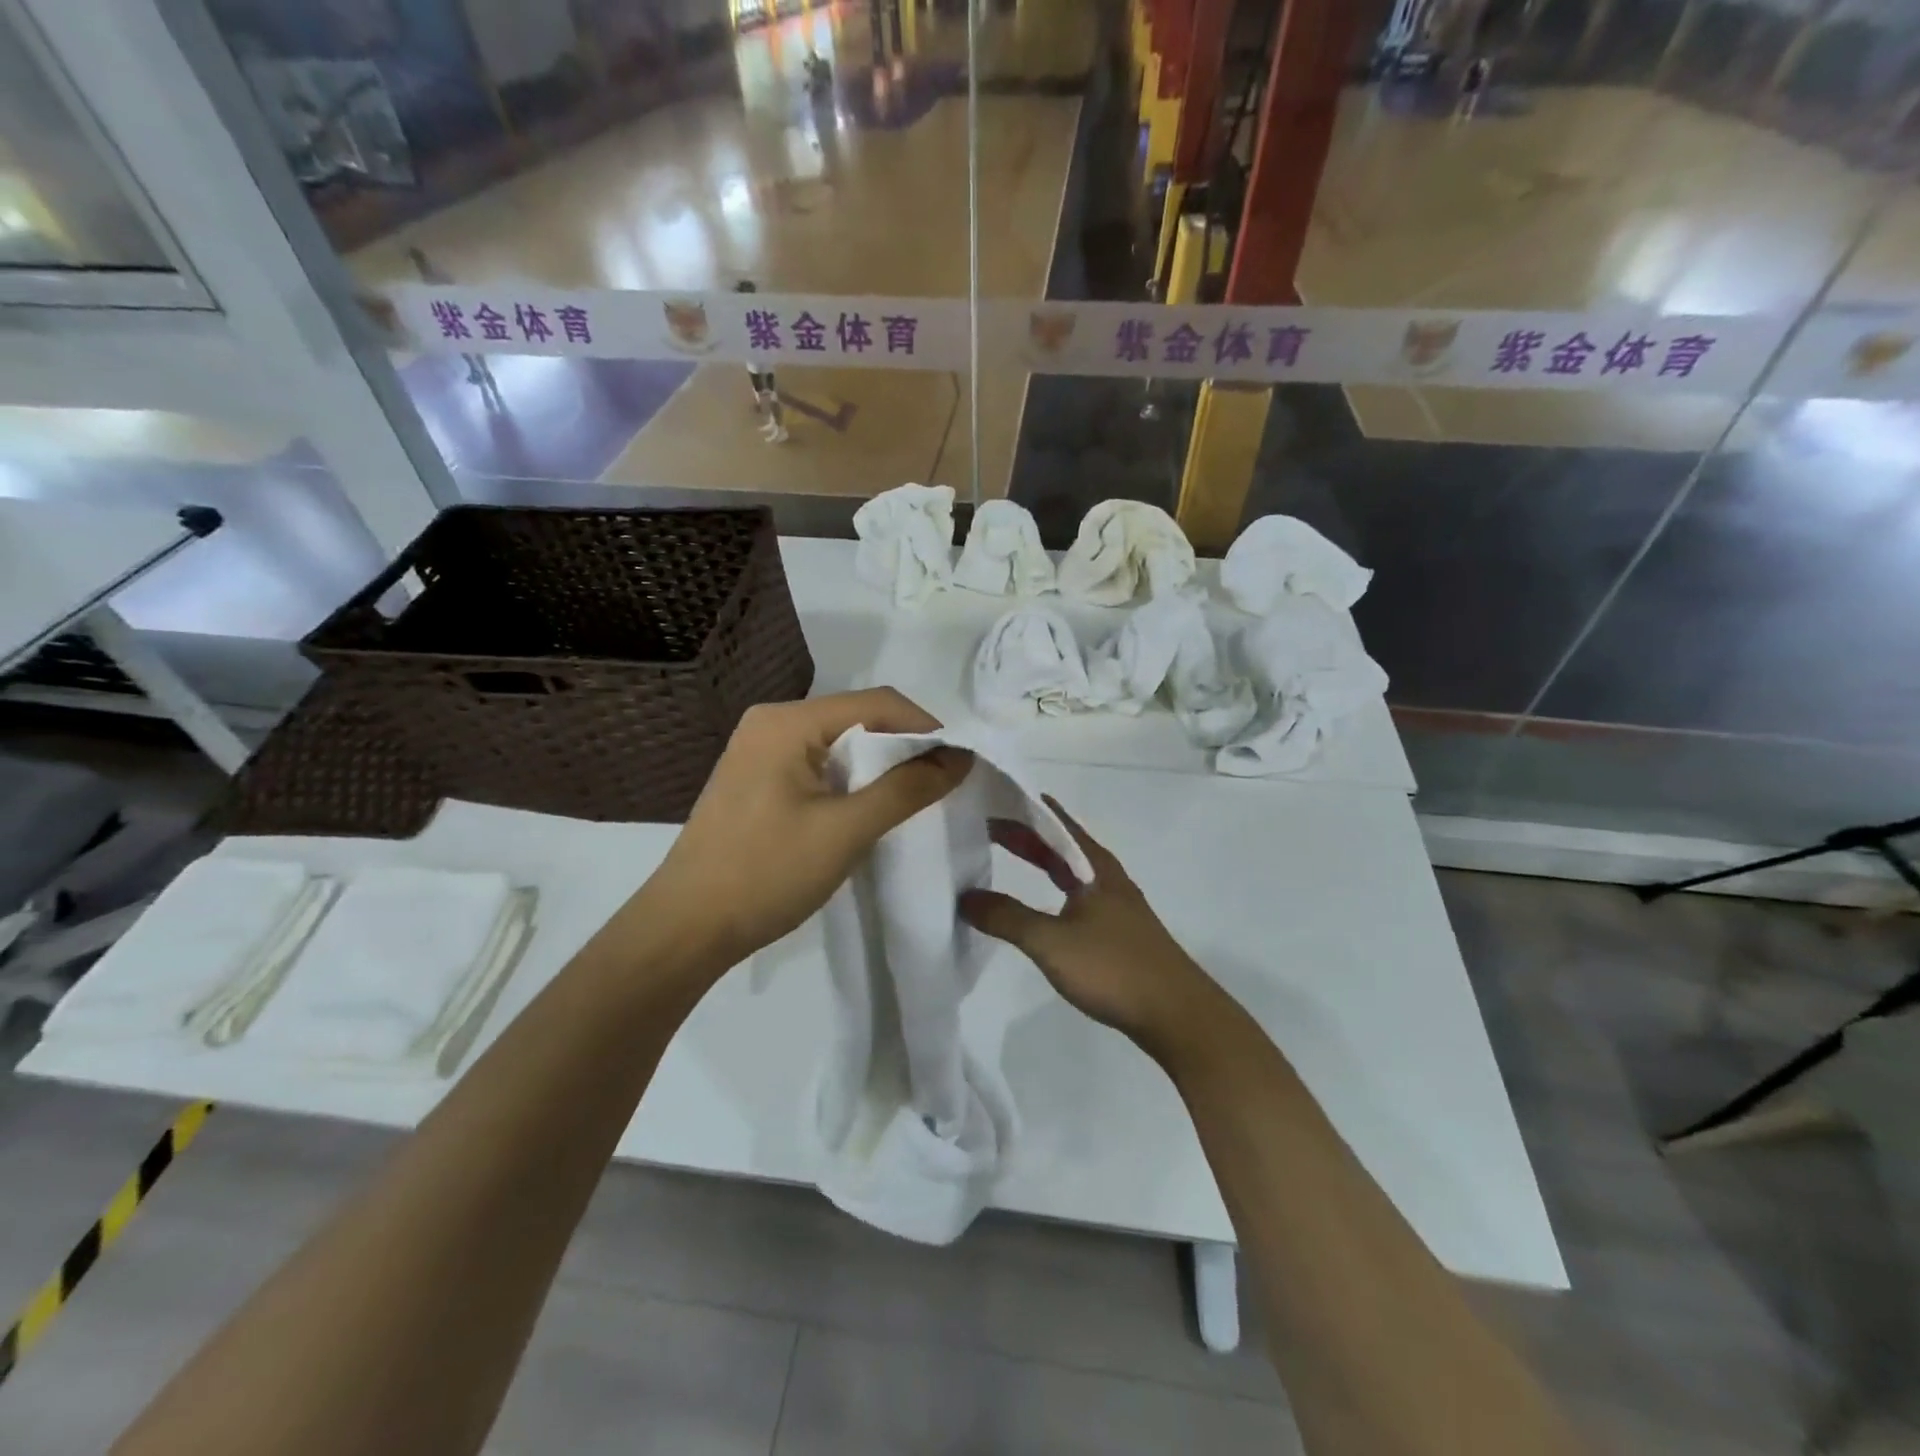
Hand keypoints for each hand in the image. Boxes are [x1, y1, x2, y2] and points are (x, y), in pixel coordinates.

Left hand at [635, 688, 970, 973]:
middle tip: (942, 782)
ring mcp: (759, 750)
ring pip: (839, 743)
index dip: (926, 728)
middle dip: (905, 746)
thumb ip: (906, 788)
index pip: (877, 703)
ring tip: (914, 797)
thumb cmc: (767, 873)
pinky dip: (851, 780)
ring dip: (880, 765)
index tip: (960, 763)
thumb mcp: (846, 830)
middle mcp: (771, 722)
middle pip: (858, 718)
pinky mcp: (756, 779)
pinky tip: (869, 807)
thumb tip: (959, 757)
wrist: (687, 928)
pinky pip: (818, 764)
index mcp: (788, 721)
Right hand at [960, 800, 1218, 1061]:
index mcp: (1095, 867)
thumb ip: (1006, 917)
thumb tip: (964, 896)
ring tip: (1006, 853)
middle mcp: (1107, 877)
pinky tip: (1040, 903)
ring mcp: (1115, 905)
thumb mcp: (1051, 942)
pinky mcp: (1118, 932)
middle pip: (1062, 844)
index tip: (994, 796)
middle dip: (1026, 833)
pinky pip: (1076, 894)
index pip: (1056, 822)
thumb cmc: (1113, 967)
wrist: (1177, 1015)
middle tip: (987, 823)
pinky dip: (1051, 887)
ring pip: (1070, 870)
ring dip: (1040, 859)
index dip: (1025, 808)